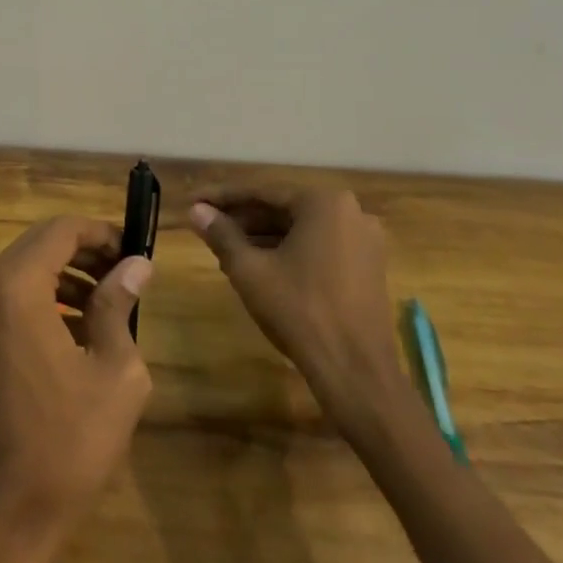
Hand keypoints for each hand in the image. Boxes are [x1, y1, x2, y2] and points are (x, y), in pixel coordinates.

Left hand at [0, 216, 153, 562]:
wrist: (2, 514)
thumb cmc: (67, 443)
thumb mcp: (114, 372)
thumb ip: (119, 306)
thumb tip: (136, 265)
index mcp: (15, 288)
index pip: (60, 230)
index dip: (101, 232)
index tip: (134, 252)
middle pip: (39, 245)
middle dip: (85, 251)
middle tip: (127, 273)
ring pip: (23, 269)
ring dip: (65, 275)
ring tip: (110, 300)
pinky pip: (8, 297)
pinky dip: (43, 298)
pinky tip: (78, 329)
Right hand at [189, 187, 400, 435]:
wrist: (355, 370)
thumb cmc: (299, 310)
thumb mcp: (249, 270)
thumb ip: (221, 234)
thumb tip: (196, 211)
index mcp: (323, 203)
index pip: (262, 192)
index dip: (222, 198)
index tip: (194, 201)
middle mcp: (351, 212)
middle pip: (284, 209)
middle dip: (243, 218)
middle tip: (207, 226)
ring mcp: (365, 241)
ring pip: (301, 230)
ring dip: (263, 236)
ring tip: (225, 248)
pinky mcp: (368, 267)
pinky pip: (319, 247)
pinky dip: (288, 251)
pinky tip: (259, 266)